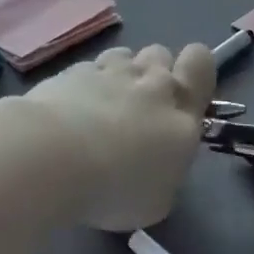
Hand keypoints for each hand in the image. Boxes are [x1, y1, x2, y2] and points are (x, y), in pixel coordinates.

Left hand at [26, 44, 214, 231]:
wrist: (52, 158)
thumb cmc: (115, 188)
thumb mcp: (158, 199)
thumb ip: (165, 169)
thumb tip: (158, 160)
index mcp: (181, 113)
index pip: (201, 63)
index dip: (195, 70)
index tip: (182, 96)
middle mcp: (150, 83)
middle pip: (161, 54)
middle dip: (154, 73)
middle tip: (139, 109)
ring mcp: (110, 71)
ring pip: (125, 55)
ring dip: (120, 74)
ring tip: (103, 107)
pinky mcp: (74, 70)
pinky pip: (90, 69)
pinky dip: (85, 84)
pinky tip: (71, 111)